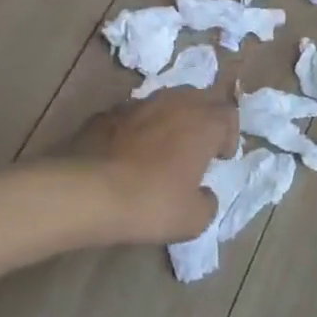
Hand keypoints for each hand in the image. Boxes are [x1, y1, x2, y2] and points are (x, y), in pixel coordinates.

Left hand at [67, 91, 239, 244]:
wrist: (88, 192)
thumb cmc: (152, 202)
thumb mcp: (193, 219)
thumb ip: (207, 202)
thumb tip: (204, 195)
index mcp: (203, 122)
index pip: (228, 113)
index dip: (229, 135)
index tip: (221, 157)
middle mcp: (174, 103)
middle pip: (199, 97)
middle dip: (203, 118)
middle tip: (198, 146)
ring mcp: (137, 104)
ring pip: (164, 101)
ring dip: (171, 119)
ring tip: (164, 146)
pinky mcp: (106, 113)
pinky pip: (132, 114)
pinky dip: (138, 127)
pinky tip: (129, 152)